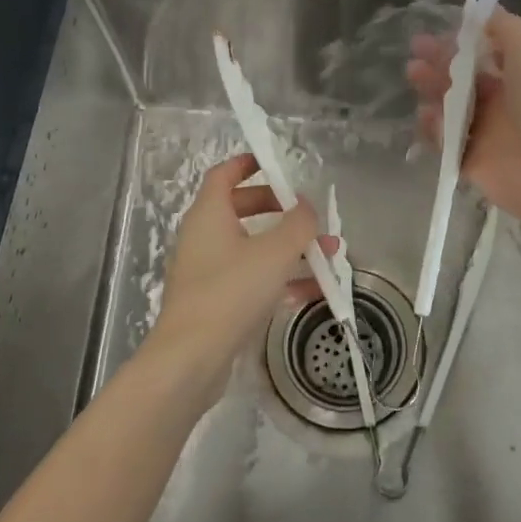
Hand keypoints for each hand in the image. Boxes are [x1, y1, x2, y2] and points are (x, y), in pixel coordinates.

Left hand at [147, 153, 334, 401]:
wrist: (192, 358)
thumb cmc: (231, 292)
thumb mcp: (275, 252)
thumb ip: (298, 224)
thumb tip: (307, 206)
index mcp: (209, 214)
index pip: (224, 175)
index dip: (247, 164)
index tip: (274, 163)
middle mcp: (204, 237)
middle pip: (240, 209)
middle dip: (278, 209)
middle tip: (306, 214)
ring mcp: (208, 271)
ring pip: (252, 248)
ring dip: (289, 248)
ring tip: (329, 254)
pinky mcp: (217, 302)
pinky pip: (253, 280)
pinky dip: (281, 279)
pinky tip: (315, 291)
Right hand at [407, 7, 520, 230]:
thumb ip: (507, 29)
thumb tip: (485, 12)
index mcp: (517, 77)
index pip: (482, 56)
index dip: (458, 44)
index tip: (435, 33)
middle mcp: (500, 103)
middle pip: (461, 81)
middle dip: (437, 65)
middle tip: (414, 57)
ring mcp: (484, 133)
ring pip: (449, 108)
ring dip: (431, 92)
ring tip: (415, 79)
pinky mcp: (470, 160)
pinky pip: (444, 141)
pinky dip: (433, 128)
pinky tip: (427, 116)